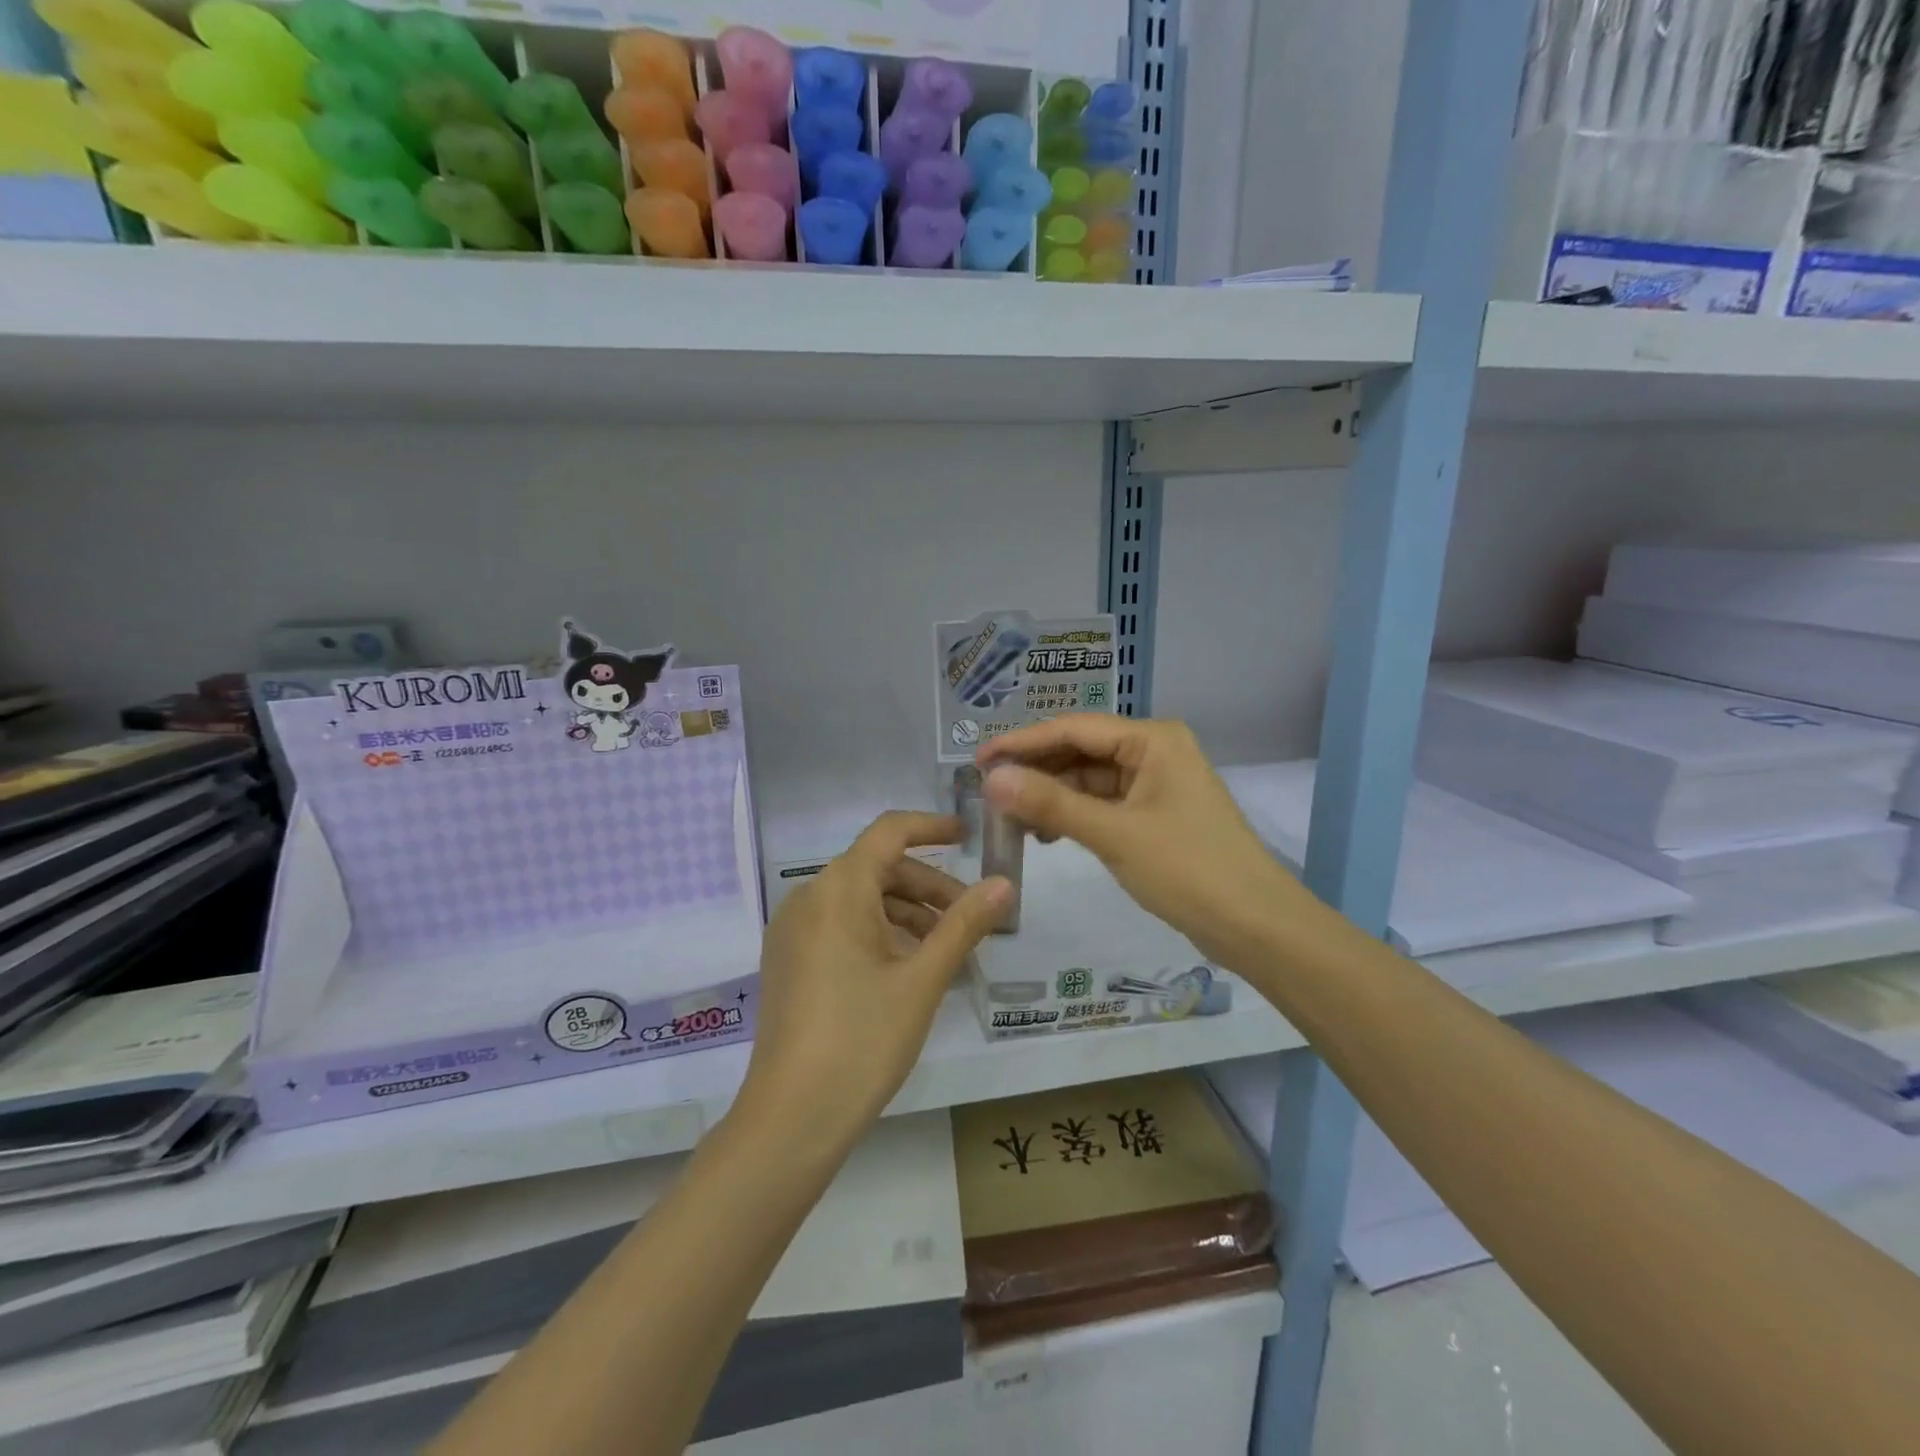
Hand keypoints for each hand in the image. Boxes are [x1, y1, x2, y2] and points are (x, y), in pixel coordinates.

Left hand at [738, 812, 1011, 1151]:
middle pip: (877, 869)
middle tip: (970, 917)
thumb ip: (964, 925)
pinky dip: (879, 932)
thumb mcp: (922, 979)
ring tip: (946, 949)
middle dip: (928, 886)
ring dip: (906, 912)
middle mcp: (808, 898)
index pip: (889, 832)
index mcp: (838, 890)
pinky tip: (907, 967)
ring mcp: (793, 931)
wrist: (791, 1117)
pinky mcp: (788, 961)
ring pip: (860, 900)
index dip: (931, 828)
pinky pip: (840, 926)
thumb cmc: (863, 1039)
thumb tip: (1004, 883)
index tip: (969, 837)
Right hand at [976, 716, 1301, 970]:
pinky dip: (1074, 815)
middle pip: (1080, 751)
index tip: (978, 760)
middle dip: (1036, 771)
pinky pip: (1103, 803)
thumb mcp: (1114, 834)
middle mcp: (1154, 751)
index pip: (1073, 729)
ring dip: (1052, 795)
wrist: (1256, 926)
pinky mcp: (1154, 814)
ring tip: (1012, 818)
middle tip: (988, 792)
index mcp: (1152, 739)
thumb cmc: (1188, 870)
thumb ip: (1051, 803)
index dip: (1022, 743)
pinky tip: (1047, 832)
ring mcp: (1156, 783)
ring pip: (1089, 779)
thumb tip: (993, 779)